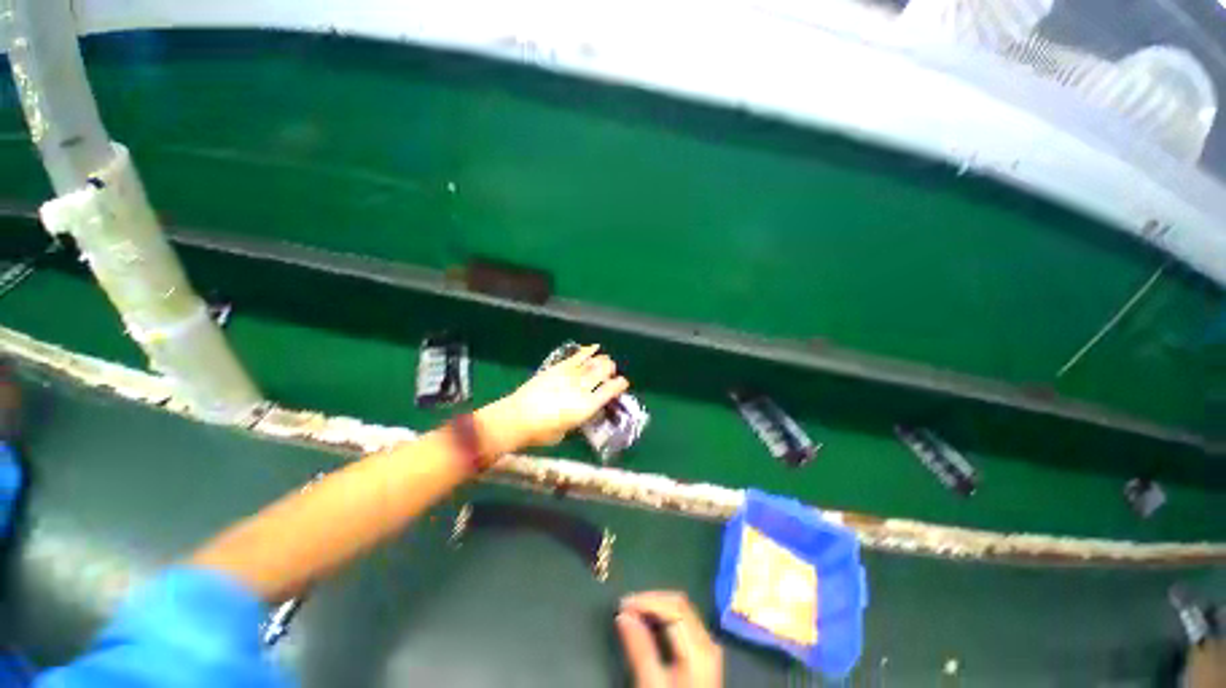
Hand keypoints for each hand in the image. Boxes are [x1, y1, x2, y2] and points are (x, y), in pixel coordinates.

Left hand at [478, 345, 628, 453]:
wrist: (516, 418)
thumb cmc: (541, 432)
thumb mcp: (566, 431)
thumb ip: (578, 418)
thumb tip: (582, 411)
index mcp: (587, 406)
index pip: (610, 391)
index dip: (620, 385)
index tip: (623, 383)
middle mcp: (582, 388)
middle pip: (603, 371)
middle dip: (610, 370)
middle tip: (610, 372)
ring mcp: (570, 375)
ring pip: (593, 362)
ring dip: (601, 360)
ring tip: (603, 361)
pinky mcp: (558, 368)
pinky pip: (577, 356)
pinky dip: (587, 351)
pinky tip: (593, 348)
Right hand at [617, 591, 722, 687]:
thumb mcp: (653, 685)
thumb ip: (639, 649)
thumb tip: (623, 615)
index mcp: (699, 648)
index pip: (673, 606)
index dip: (646, 600)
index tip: (622, 605)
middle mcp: (708, 642)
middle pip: (679, 605)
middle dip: (651, 601)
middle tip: (626, 608)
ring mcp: (708, 649)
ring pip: (682, 611)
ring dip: (657, 608)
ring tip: (633, 615)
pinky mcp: (704, 656)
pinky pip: (684, 623)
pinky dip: (664, 619)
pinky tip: (649, 626)